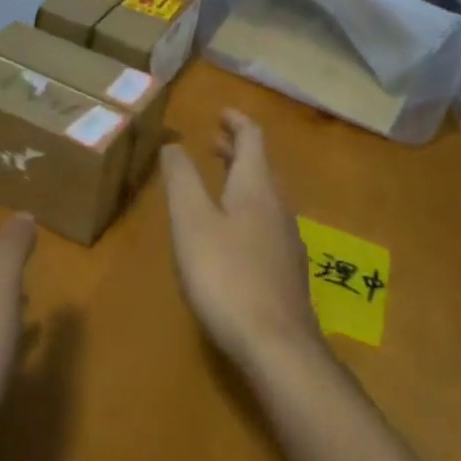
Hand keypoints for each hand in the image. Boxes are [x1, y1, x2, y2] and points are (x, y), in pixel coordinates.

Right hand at [162, 110, 323, 373]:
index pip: (252, 138)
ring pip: (264, 196)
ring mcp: (287, 241)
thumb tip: (173, 143)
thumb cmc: (227, 275)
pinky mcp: (286, 271)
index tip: (220, 112)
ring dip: (241, 179)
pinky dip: (246, 208)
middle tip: (212, 141)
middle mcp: (278, 207)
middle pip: (260, 166)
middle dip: (236, 150)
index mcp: (256, 187)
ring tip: (217, 181)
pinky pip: (266, 222)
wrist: (278, 348)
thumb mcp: (192, 222)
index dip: (236, 121)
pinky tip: (230, 233)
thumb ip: (182, 179)